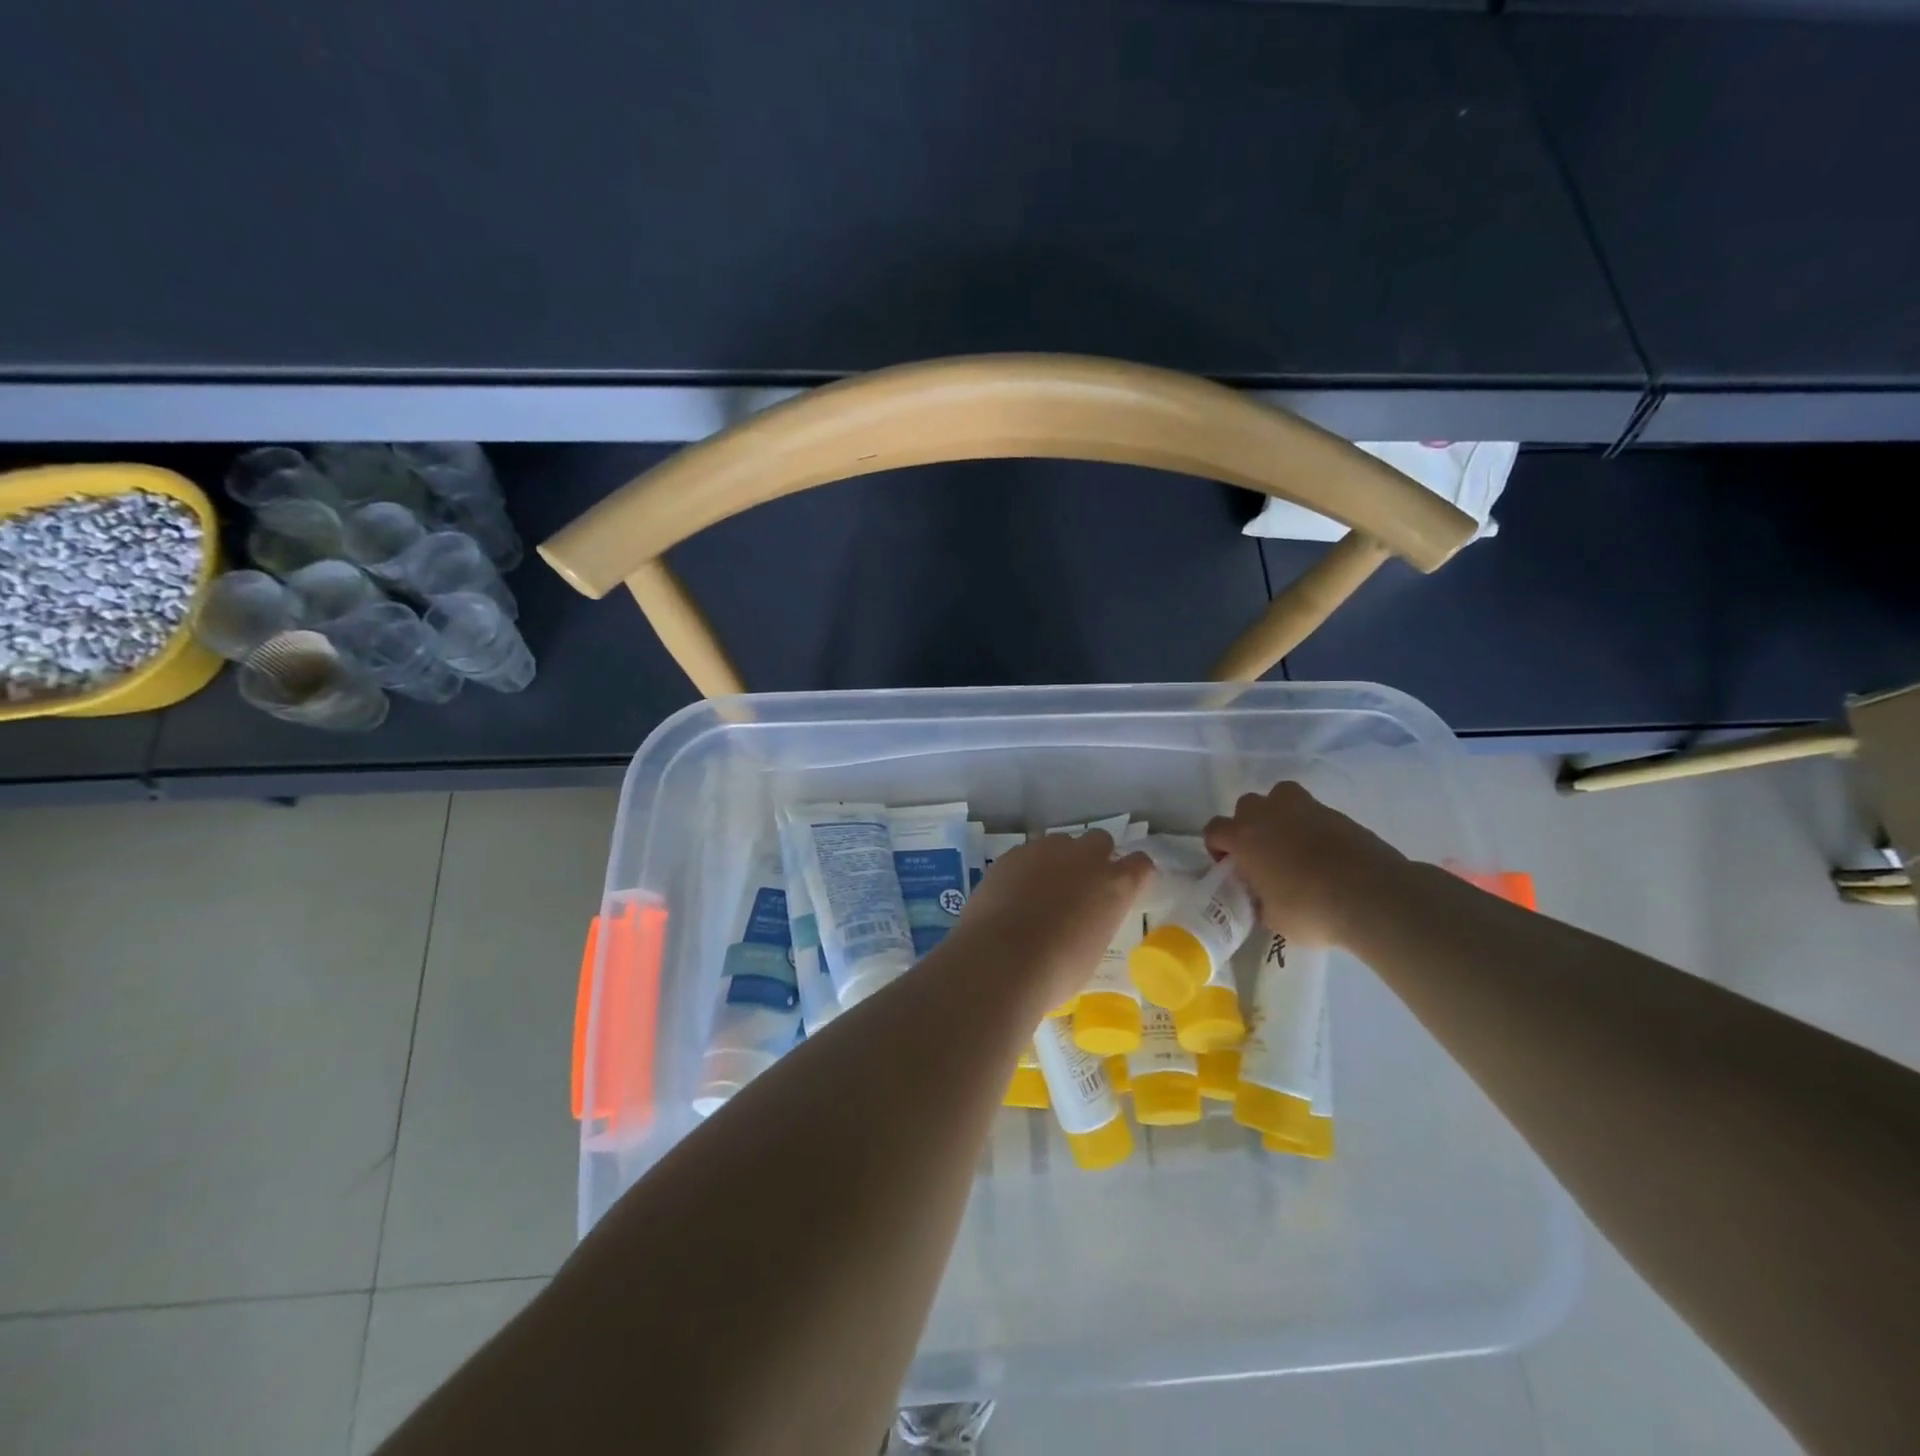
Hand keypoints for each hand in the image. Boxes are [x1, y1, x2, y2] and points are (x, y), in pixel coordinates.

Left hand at [954, 831, 1155, 1010]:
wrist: (1001, 959)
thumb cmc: (1057, 970)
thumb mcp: (1093, 949)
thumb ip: (1095, 920)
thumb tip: (1082, 918)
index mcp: (1115, 885)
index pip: (1140, 864)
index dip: (1133, 873)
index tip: (1124, 885)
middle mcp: (1085, 858)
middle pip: (1100, 840)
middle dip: (1094, 856)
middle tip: (1081, 884)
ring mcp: (1046, 850)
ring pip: (1060, 842)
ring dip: (1058, 859)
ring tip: (1041, 889)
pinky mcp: (1012, 854)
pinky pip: (1027, 853)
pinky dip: (1026, 868)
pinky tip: (1014, 893)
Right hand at [1204, 781, 1406, 946]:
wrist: (1372, 896)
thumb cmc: (1311, 910)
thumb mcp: (1273, 918)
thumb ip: (1259, 901)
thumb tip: (1262, 899)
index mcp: (1244, 838)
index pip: (1214, 829)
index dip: (1218, 847)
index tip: (1231, 867)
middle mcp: (1268, 814)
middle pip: (1246, 806)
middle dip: (1248, 825)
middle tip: (1261, 855)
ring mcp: (1305, 808)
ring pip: (1279, 796)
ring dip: (1278, 813)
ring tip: (1291, 842)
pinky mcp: (1336, 813)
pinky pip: (1313, 811)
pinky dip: (1311, 825)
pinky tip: (1323, 851)